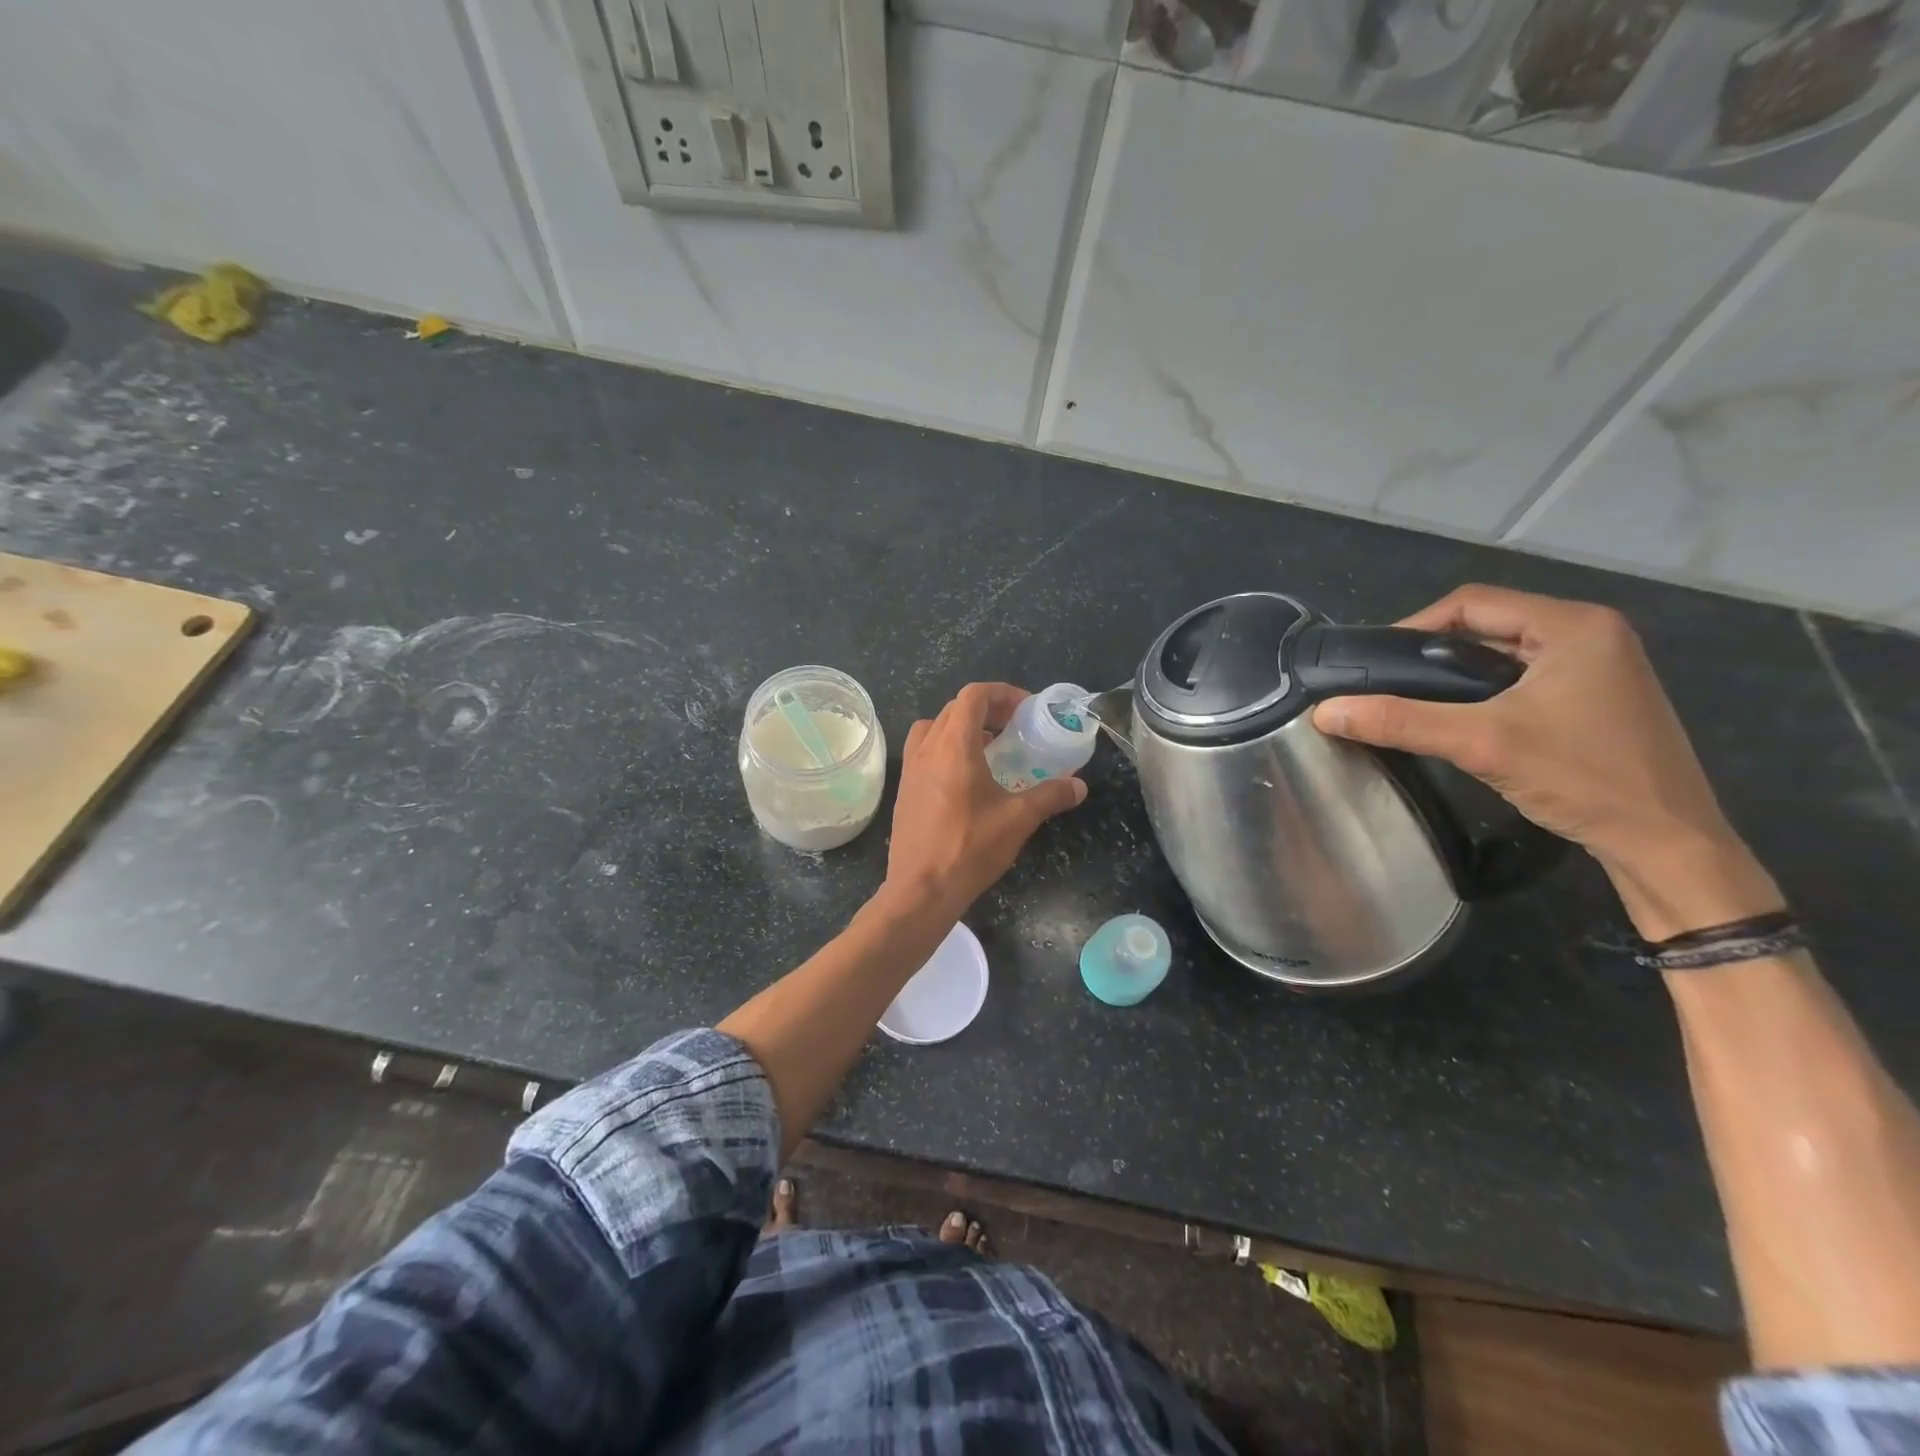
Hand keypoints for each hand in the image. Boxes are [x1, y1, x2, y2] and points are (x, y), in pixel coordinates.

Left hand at [884, 682, 1086, 914]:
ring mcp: (910, 770)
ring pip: (934, 728)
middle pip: (954, 708)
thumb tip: (1079, 785)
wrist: (921, 889)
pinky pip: (924, 753)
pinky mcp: (905, 790)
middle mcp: (927, 749)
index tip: (1025, 710)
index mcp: (954, 746)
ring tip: (988, 748)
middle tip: (1013, 727)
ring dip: (961, 728)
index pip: (973, 695)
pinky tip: (966, 779)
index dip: (1002, 693)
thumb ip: (1050, 795)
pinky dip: (945, 750)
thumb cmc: (969, 847)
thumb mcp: (1018, 819)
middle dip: (986, 709)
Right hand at [1310, 584, 1780, 937]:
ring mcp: (1598, 666)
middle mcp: (1590, 633)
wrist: (1666, 844)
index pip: (1471, 603)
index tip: (1374, 663)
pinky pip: (1522, 677)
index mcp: (1573, 625)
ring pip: (1502, 653)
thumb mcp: (1481, 743)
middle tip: (1387, 684)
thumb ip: (1400, 721)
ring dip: (1455, 673)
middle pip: (1487, 624)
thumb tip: (1324, 712)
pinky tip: (1459, 720)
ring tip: (1412, 703)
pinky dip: (1483, 691)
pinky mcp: (1596, 697)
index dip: (1413, 627)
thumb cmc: (1582, 777)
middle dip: (1432, 652)